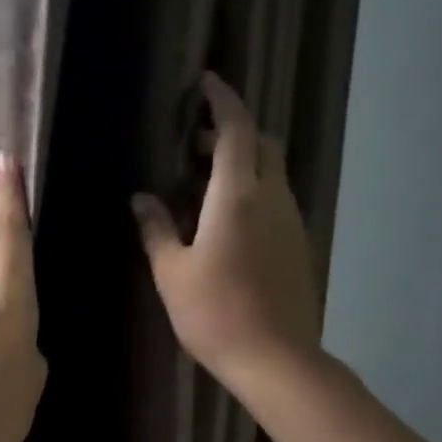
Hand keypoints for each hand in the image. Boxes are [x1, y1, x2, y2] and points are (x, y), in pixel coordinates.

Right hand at [132, 71, 320, 387]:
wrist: (275, 358)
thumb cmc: (214, 314)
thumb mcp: (172, 273)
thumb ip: (156, 229)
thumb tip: (141, 198)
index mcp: (238, 196)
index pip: (236, 129)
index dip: (222, 100)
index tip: (206, 83)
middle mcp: (272, 198)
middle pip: (261, 144)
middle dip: (232, 131)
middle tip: (196, 142)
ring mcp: (292, 221)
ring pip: (272, 172)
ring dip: (243, 163)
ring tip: (205, 183)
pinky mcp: (299, 245)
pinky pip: (276, 200)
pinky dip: (254, 191)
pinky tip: (228, 221)